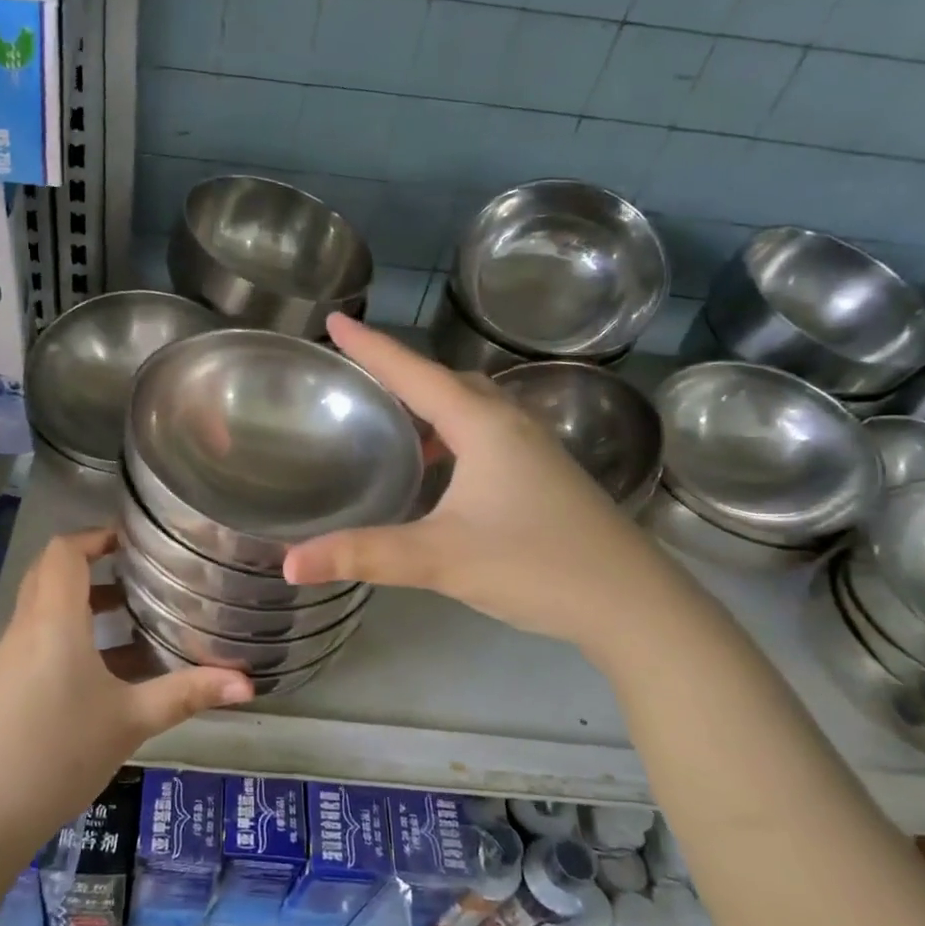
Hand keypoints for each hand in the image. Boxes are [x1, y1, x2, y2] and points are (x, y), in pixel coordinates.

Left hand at [0, 528, 253, 852]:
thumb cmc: (62, 753)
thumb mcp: (132, 720)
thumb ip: (188, 694)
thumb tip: (248, 683)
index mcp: (53, 621)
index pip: (63, 551)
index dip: (95, 536)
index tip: (132, 542)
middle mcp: (24, 628)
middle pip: (49, 573)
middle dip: (90, 565)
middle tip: (135, 574)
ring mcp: (6, 657)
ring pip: (41, 606)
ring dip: (80, 602)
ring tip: (127, 618)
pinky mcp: (0, 684)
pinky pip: (34, 637)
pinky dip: (66, 633)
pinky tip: (99, 671)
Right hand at [283, 315, 677, 648]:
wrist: (634, 605)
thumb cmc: (536, 566)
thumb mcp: (440, 558)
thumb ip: (363, 555)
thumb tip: (290, 564)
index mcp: (482, 425)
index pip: (414, 373)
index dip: (371, 346)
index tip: (335, 320)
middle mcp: (510, 424)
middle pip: (446, 381)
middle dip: (400, 371)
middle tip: (357, 373)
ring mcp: (534, 450)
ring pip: (471, 407)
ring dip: (429, 405)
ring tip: (391, 421)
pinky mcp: (545, 476)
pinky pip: (487, 434)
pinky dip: (453, 435)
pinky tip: (440, 470)